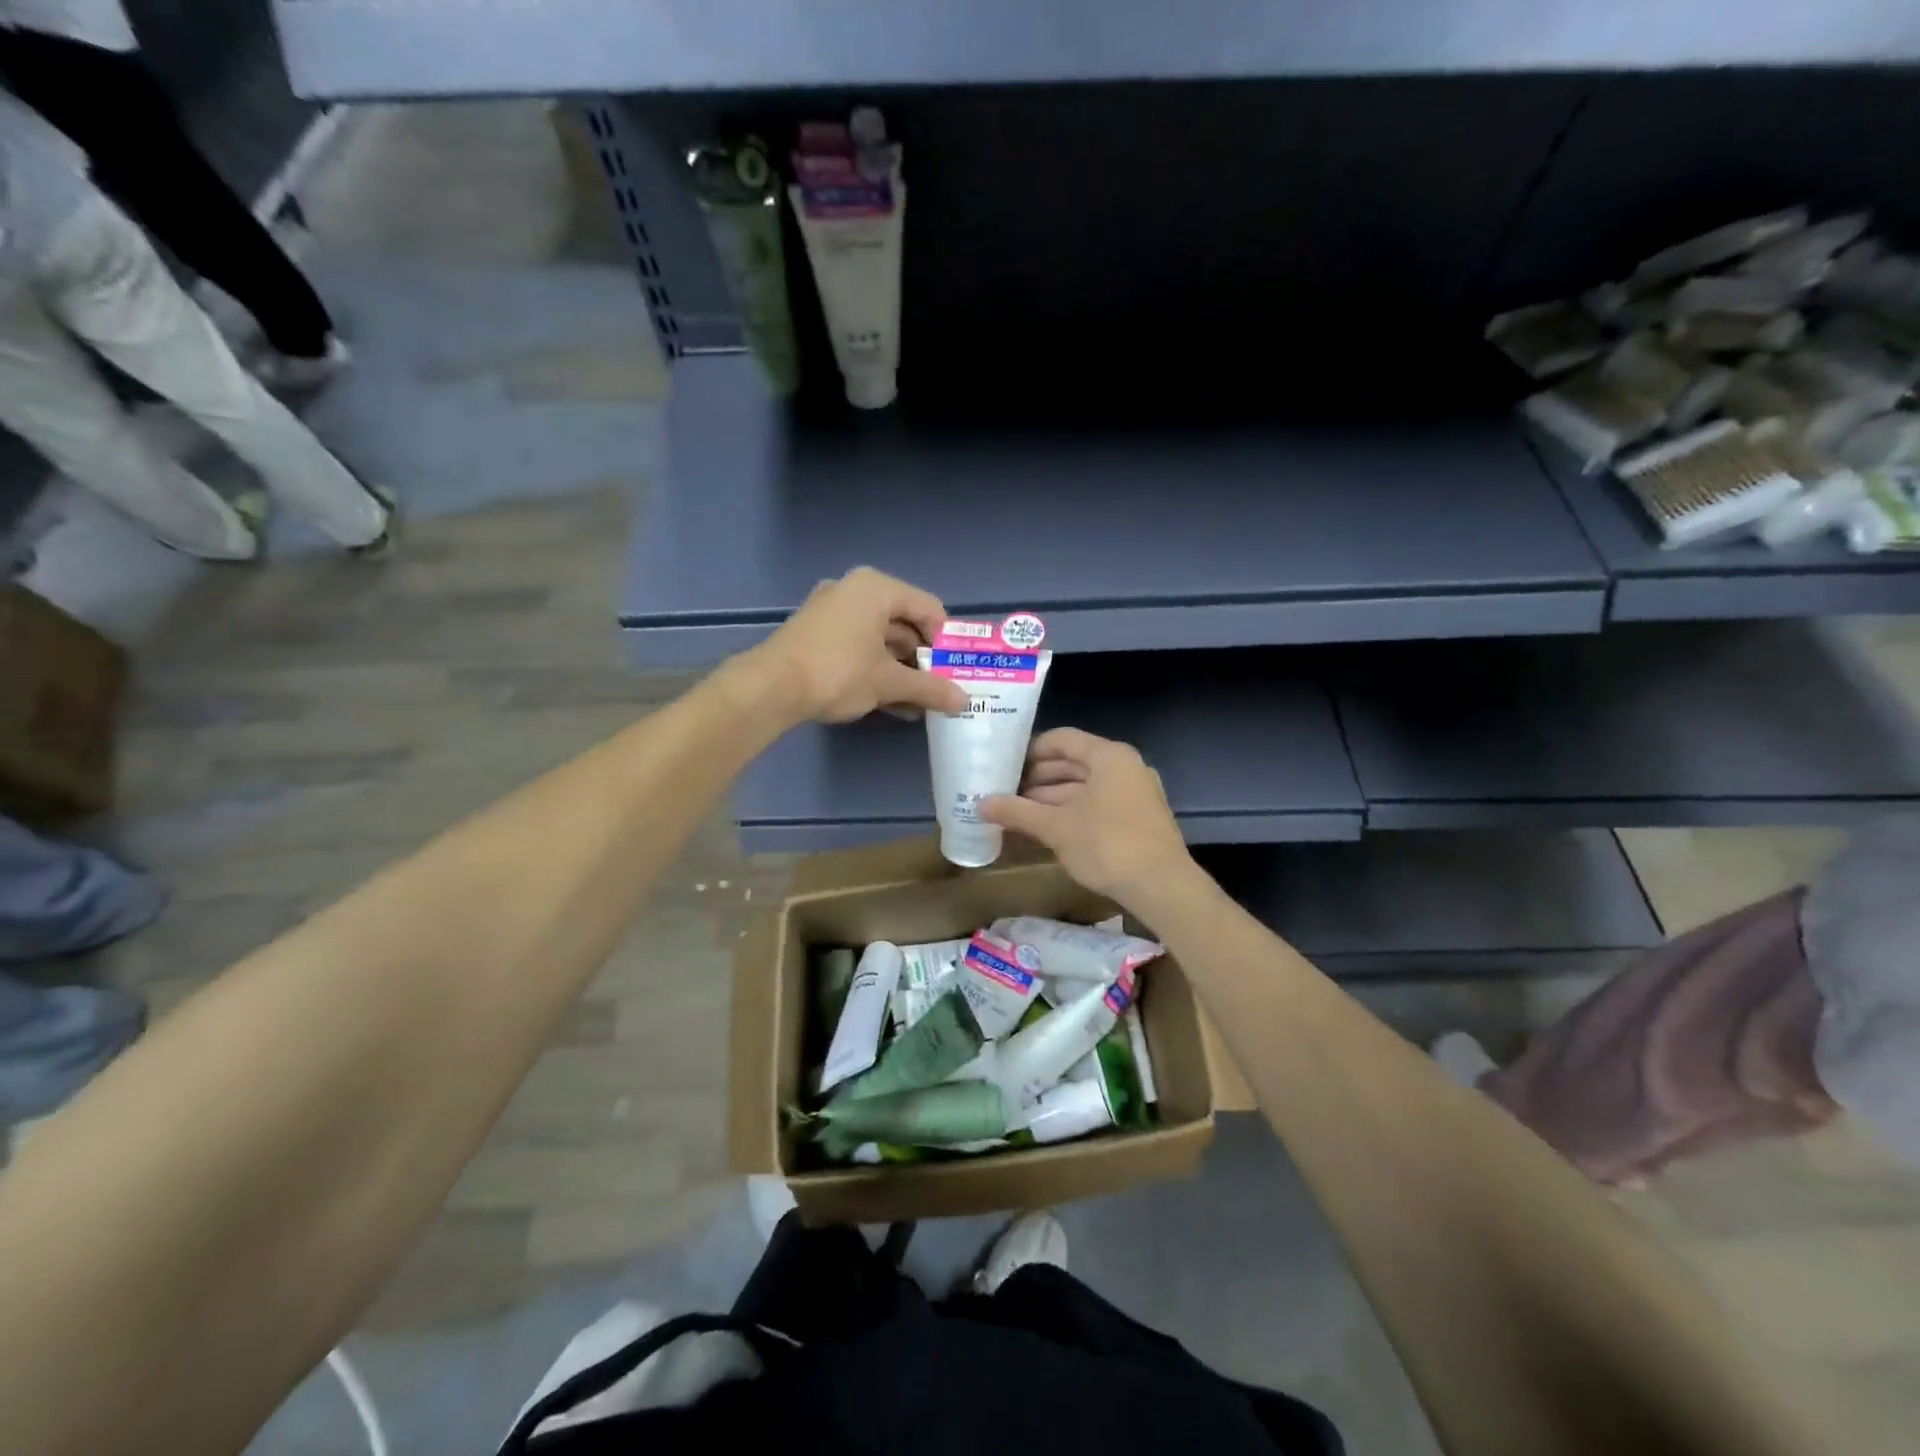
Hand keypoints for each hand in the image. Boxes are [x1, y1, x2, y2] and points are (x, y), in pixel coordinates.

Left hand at [742, 567, 969, 724]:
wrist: (770, 688)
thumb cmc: (837, 672)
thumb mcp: (889, 682)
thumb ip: (930, 688)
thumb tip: (964, 701)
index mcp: (877, 588)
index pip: (930, 609)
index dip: (947, 642)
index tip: (957, 671)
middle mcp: (855, 590)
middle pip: (905, 623)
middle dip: (924, 660)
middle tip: (941, 689)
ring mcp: (833, 611)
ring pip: (882, 639)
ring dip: (902, 671)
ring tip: (921, 703)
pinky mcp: (818, 634)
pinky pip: (860, 647)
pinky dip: (878, 670)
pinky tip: (894, 703)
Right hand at [980, 728, 1192, 904]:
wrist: (1162, 887)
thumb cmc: (1107, 845)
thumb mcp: (1056, 827)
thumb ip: (1018, 812)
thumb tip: (980, 804)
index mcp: (1108, 756)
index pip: (1061, 739)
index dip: (1030, 751)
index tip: (1004, 767)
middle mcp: (1125, 766)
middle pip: (1074, 762)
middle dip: (1038, 779)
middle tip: (1006, 793)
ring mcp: (1135, 792)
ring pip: (1085, 786)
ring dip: (1052, 798)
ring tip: (1020, 814)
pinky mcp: (1139, 817)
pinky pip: (1098, 804)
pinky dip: (1073, 811)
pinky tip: (1048, 829)